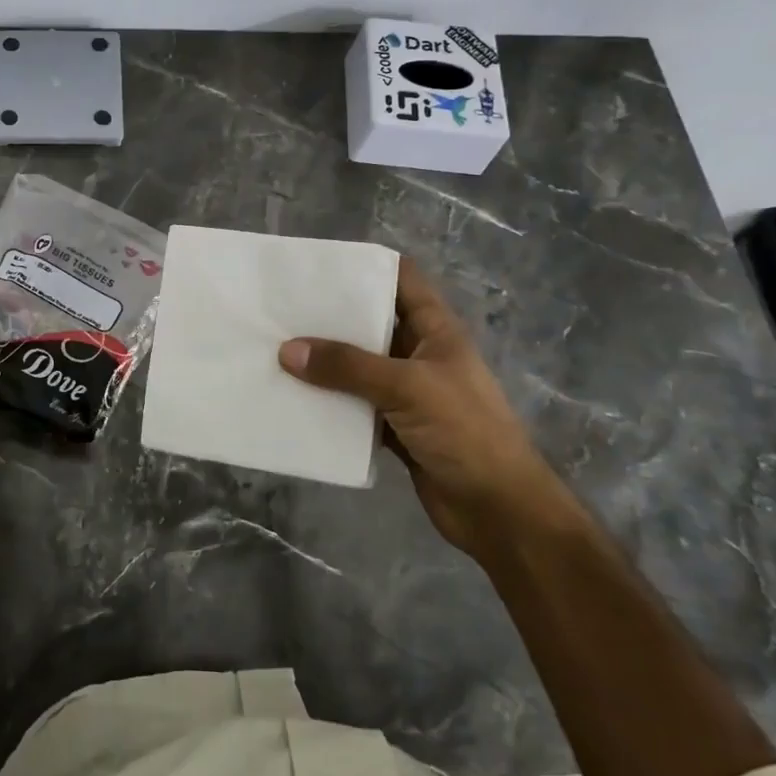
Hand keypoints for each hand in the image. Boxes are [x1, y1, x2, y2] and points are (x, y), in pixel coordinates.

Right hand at [278, 257, 568, 552]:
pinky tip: (295, 398)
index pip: (402, 281)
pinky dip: (329, 403)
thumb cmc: (465, 432)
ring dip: (325, 363)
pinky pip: (354, 406)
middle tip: (282, 310)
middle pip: (371, 324)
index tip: (318, 265)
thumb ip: (347, 366)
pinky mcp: (395, 428)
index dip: (366, 267)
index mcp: (436, 331)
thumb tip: (287, 350)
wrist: (499, 511)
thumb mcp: (408, 387)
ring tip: (277, 351)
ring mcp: (408, 393)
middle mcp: (420, 355)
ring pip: (358, 368)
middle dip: (331, 317)